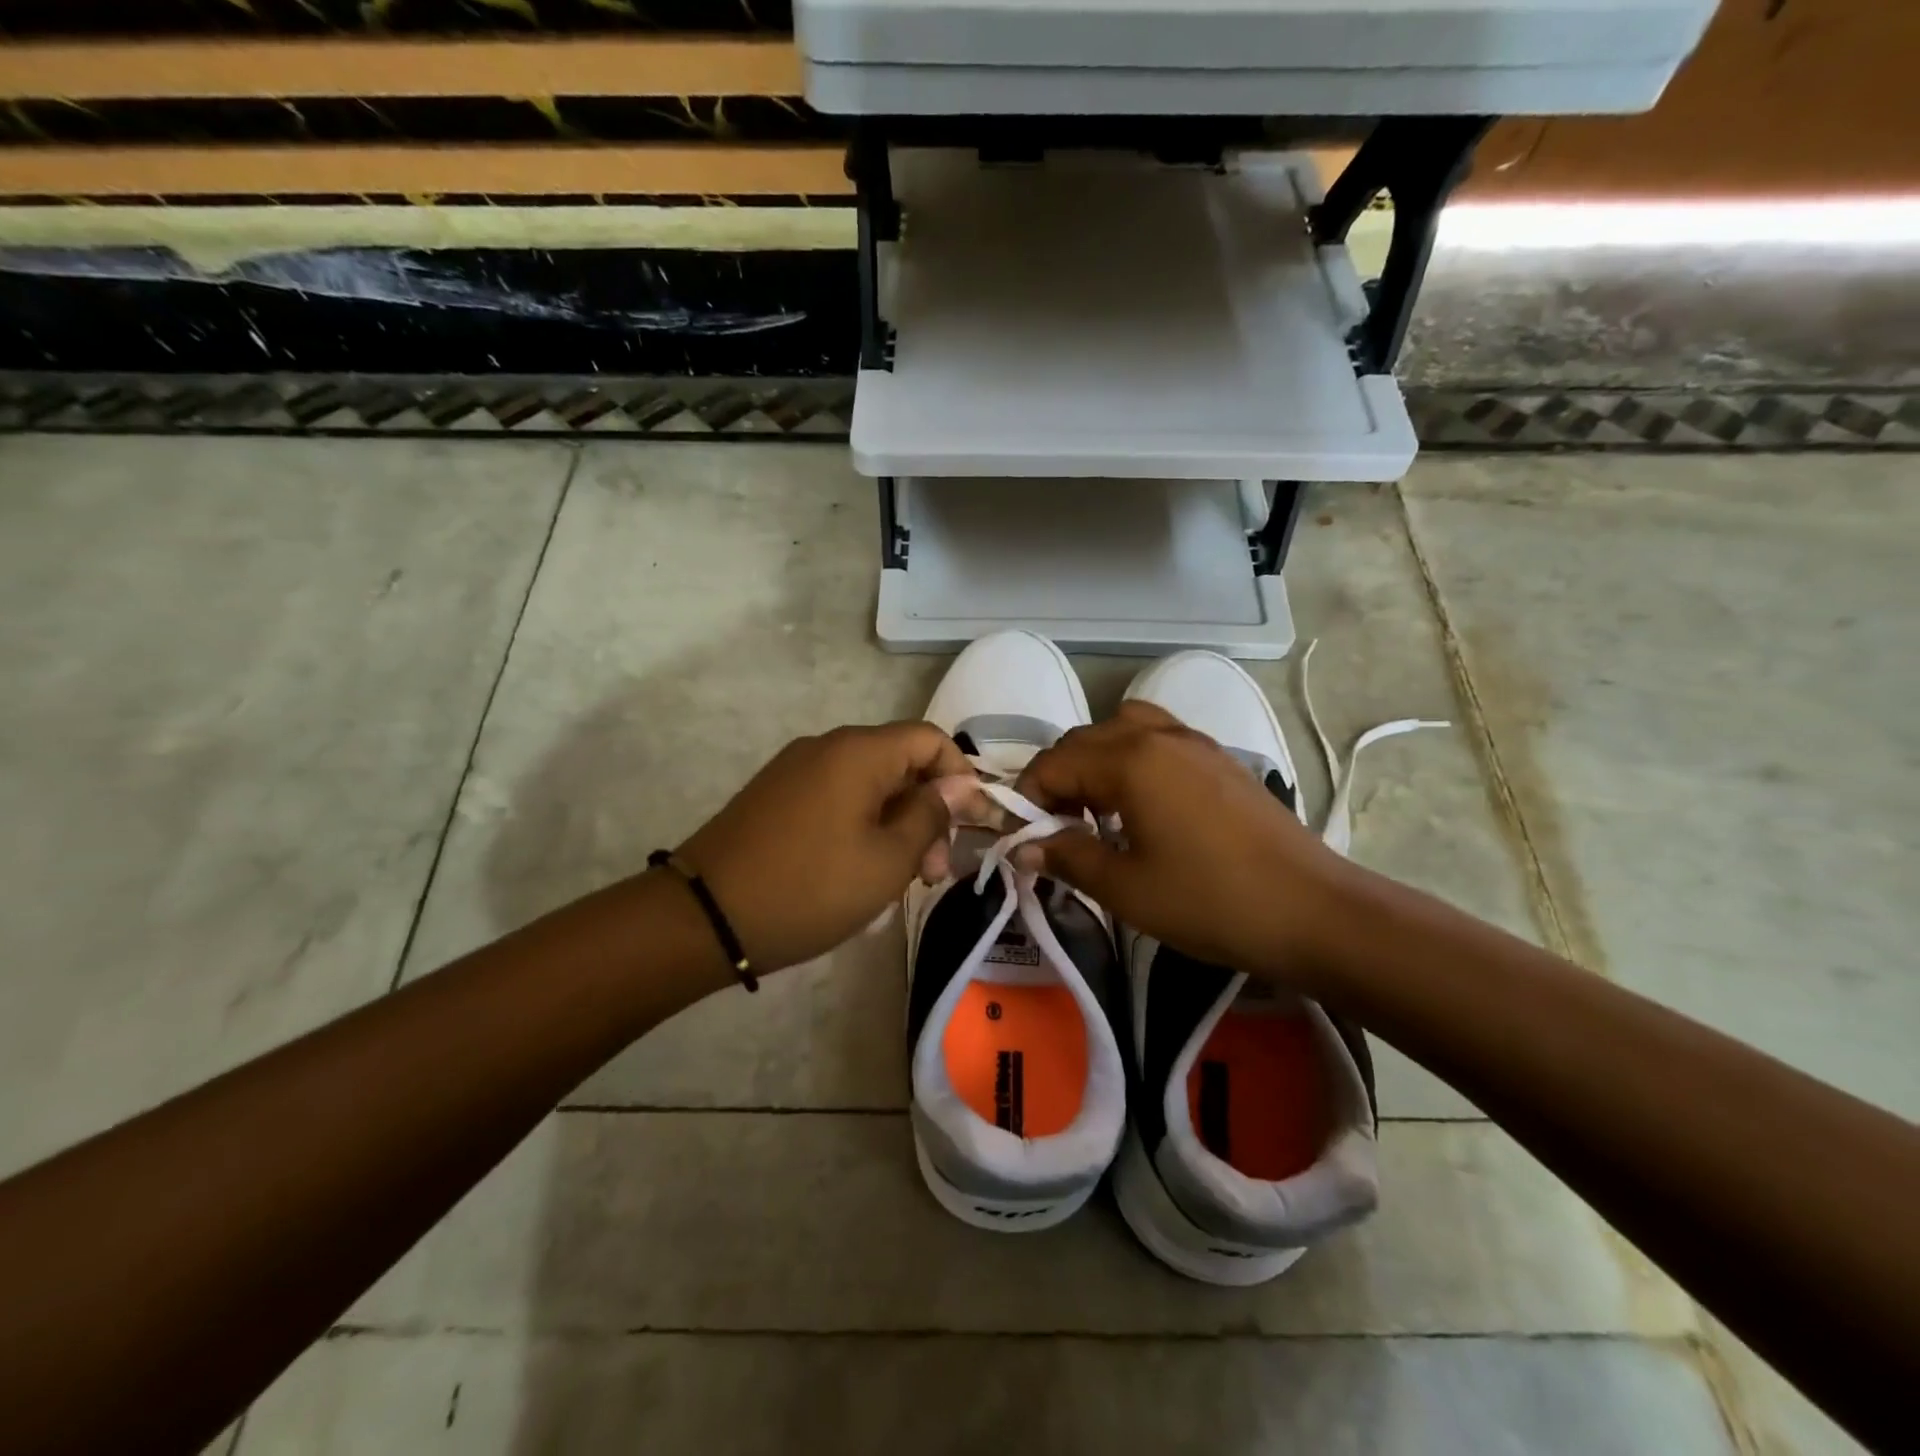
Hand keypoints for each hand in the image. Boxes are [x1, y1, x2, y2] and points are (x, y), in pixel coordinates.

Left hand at [673, 722, 970, 973]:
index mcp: (859, 752)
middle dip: (928, 811)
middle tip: (932, 871)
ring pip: (869, 784)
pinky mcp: (776, 795)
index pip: (930, 740)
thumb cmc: (810, 888)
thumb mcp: (887, 860)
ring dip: (896, 824)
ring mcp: (795, 769)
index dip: (961, 776)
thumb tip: (958, 784)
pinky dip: (862, 825)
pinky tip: (860, 870)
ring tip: (900, 879)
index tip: (971, 825)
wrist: (704, 917)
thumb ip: (930, 816)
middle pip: (900, 763)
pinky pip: (836, 797)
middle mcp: (827, 746)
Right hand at [1015, 702, 1349, 978]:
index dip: (1028, 798)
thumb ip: (1068, 857)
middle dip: (1057, 779)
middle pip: (1083, 739)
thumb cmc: (1210, 901)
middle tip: (1056, 829)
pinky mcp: (1220, 758)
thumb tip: (1024, 848)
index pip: (1054, 762)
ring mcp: (1195, 741)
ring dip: (1095, 762)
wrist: (1312, 910)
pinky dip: (1132, 760)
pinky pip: (1158, 739)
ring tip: (1097, 811)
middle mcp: (1158, 735)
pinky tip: (1142, 807)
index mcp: (1130, 760)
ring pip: (1122, 730)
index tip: (1024, 838)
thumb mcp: (1126, 888)